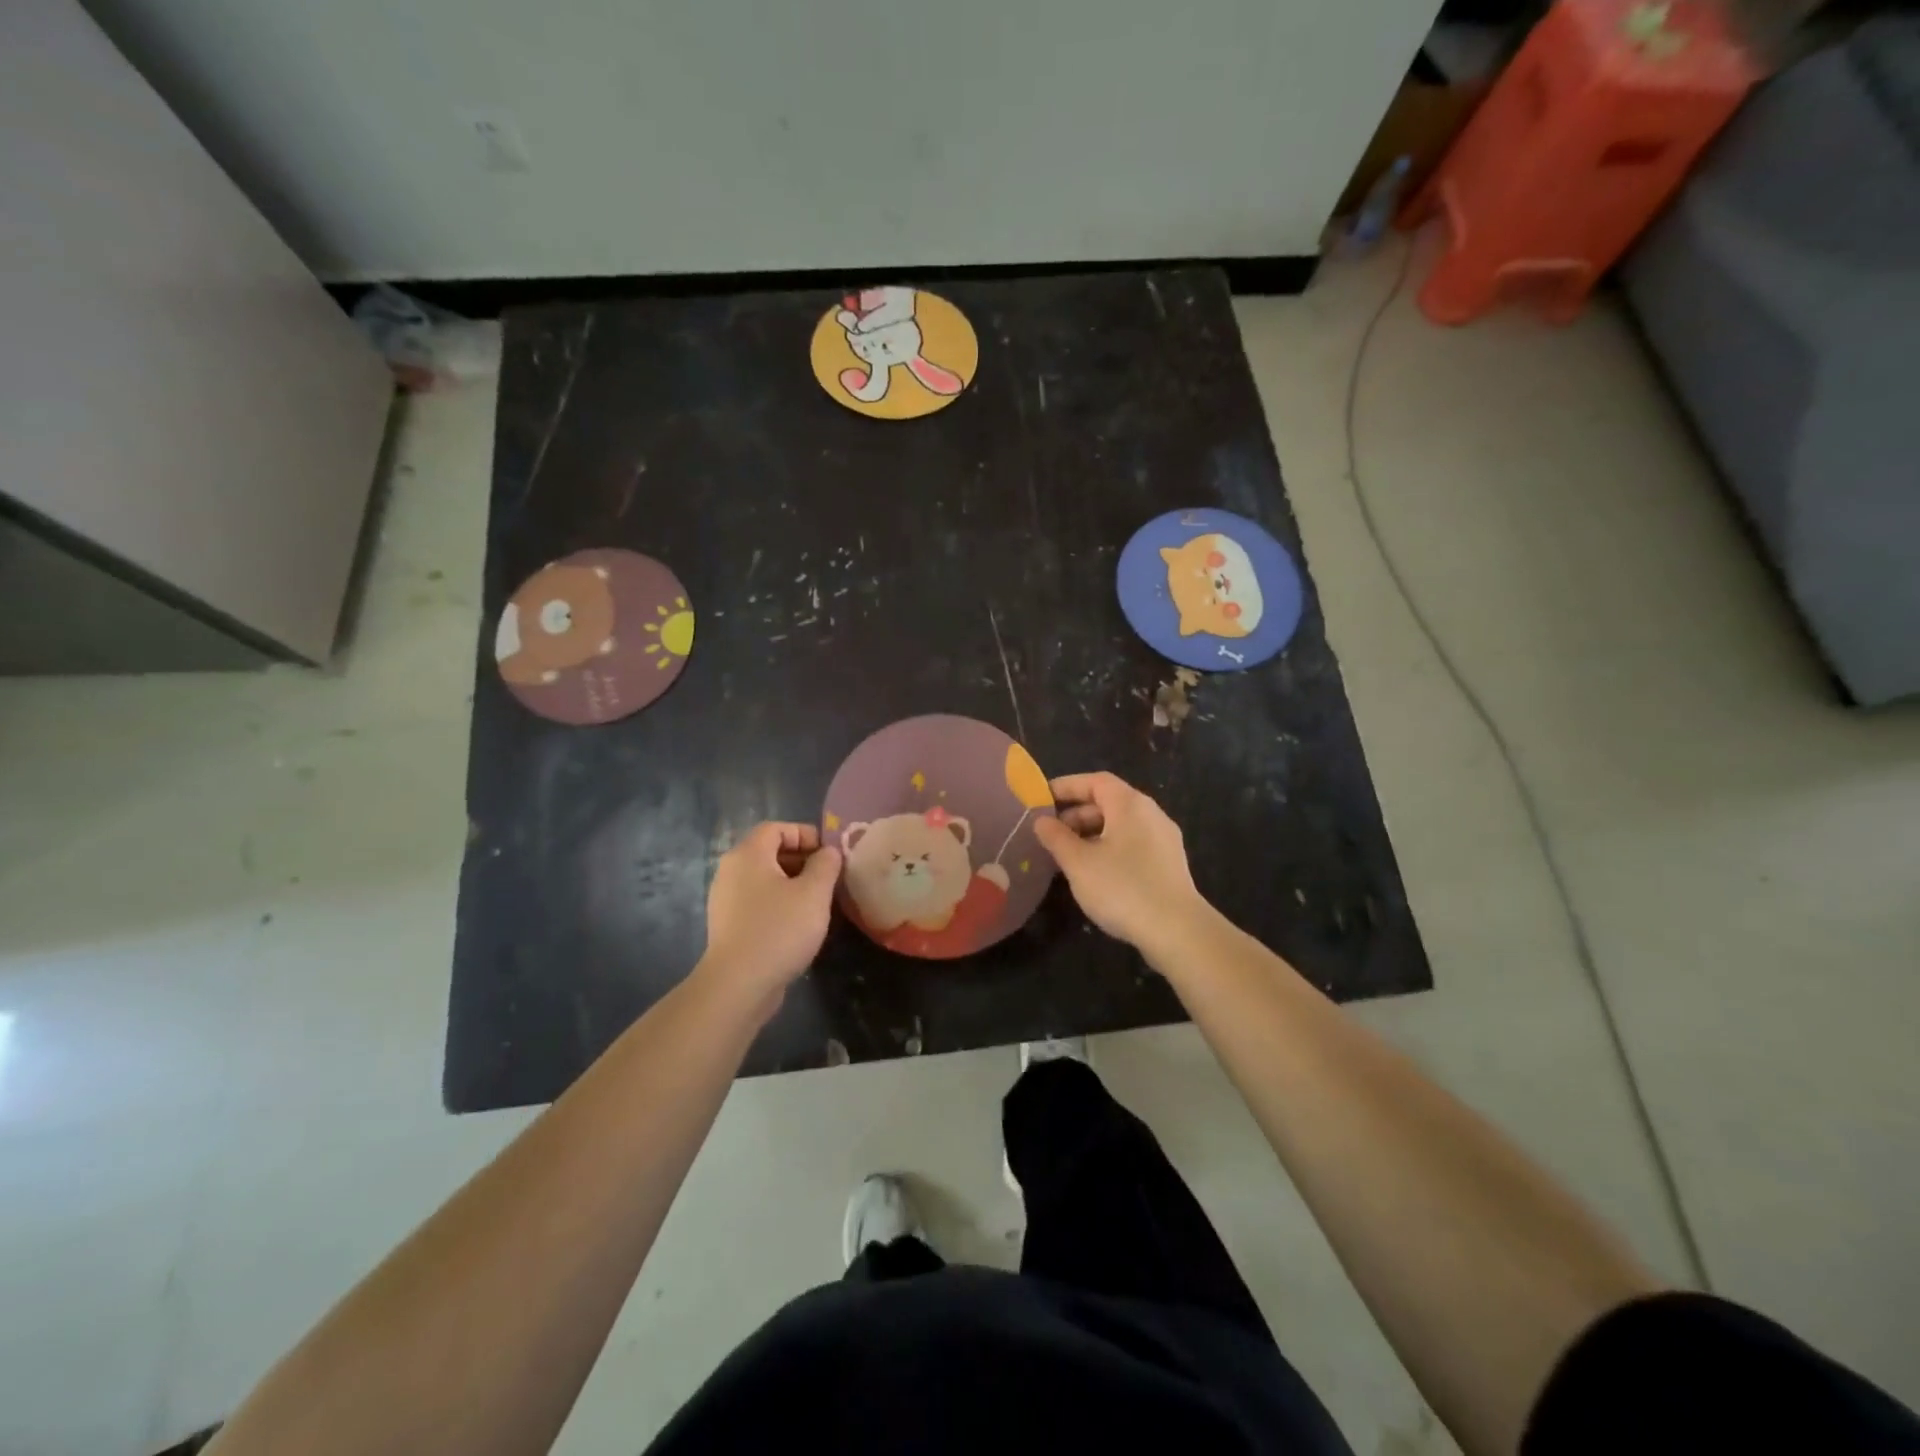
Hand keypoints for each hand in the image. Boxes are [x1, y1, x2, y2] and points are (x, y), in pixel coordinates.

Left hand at [699, 823, 840, 1000]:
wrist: (738, 985)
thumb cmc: (779, 929)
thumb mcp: (814, 893)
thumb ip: (825, 864)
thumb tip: (828, 852)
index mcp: (748, 855)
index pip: (776, 828)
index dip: (805, 834)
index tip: (828, 855)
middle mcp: (731, 871)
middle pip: (769, 852)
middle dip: (802, 860)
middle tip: (828, 879)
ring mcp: (726, 900)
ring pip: (764, 879)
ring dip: (792, 884)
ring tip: (817, 903)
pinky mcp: (728, 926)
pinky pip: (757, 902)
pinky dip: (779, 904)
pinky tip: (798, 926)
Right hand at [1033, 773, 1208, 950]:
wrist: (1177, 930)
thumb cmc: (1122, 888)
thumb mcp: (1078, 862)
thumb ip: (1056, 837)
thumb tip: (1041, 821)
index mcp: (1130, 804)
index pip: (1095, 781)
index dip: (1066, 786)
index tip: (1041, 799)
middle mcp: (1151, 813)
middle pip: (1109, 802)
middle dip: (1076, 814)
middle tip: (1050, 833)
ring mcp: (1164, 839)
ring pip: (1121, 825)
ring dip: (1091, 834)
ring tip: (1067, 856)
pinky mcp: (1169, 863)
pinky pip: (1133, 843)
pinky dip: (1109, 848)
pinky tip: (1095, 873)